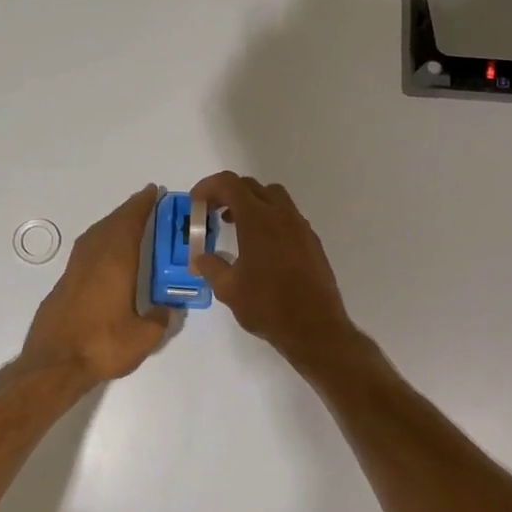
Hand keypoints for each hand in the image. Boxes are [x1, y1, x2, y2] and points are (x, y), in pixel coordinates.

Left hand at [20, 186, 169, 386]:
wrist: (54, 364)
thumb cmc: (102, 346)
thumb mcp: (143, 337)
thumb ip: (160, 319)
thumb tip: (168, 308)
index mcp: (116, 263)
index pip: (130, 224)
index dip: (143, 206)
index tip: (154, 191)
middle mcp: (93, 259)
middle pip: (111, 224)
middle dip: (129, 210)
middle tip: (146, 203)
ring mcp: (74, 270)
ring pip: (95, 235)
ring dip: (112, 223)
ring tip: (127, 223)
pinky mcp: (63, 285)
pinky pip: (85, 250)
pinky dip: (99, 241)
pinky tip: (104, 253)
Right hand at [189, 171, 359, 371]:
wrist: (315, 327)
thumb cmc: (267, 306)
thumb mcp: (228, 289)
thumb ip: (211, 267)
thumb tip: (200, 258)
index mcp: (258, 219)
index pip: (230, 184)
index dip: (208, 186)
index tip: (196, 202)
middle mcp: (281, 215)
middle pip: (251, 186)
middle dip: (227, 193)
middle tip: (211, 212)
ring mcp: (300, 227)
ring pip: (273, 197)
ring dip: (250, 203)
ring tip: (235, 225)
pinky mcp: (312, 241)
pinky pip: (287, 216)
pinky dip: (269, 218)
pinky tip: (260, 246)